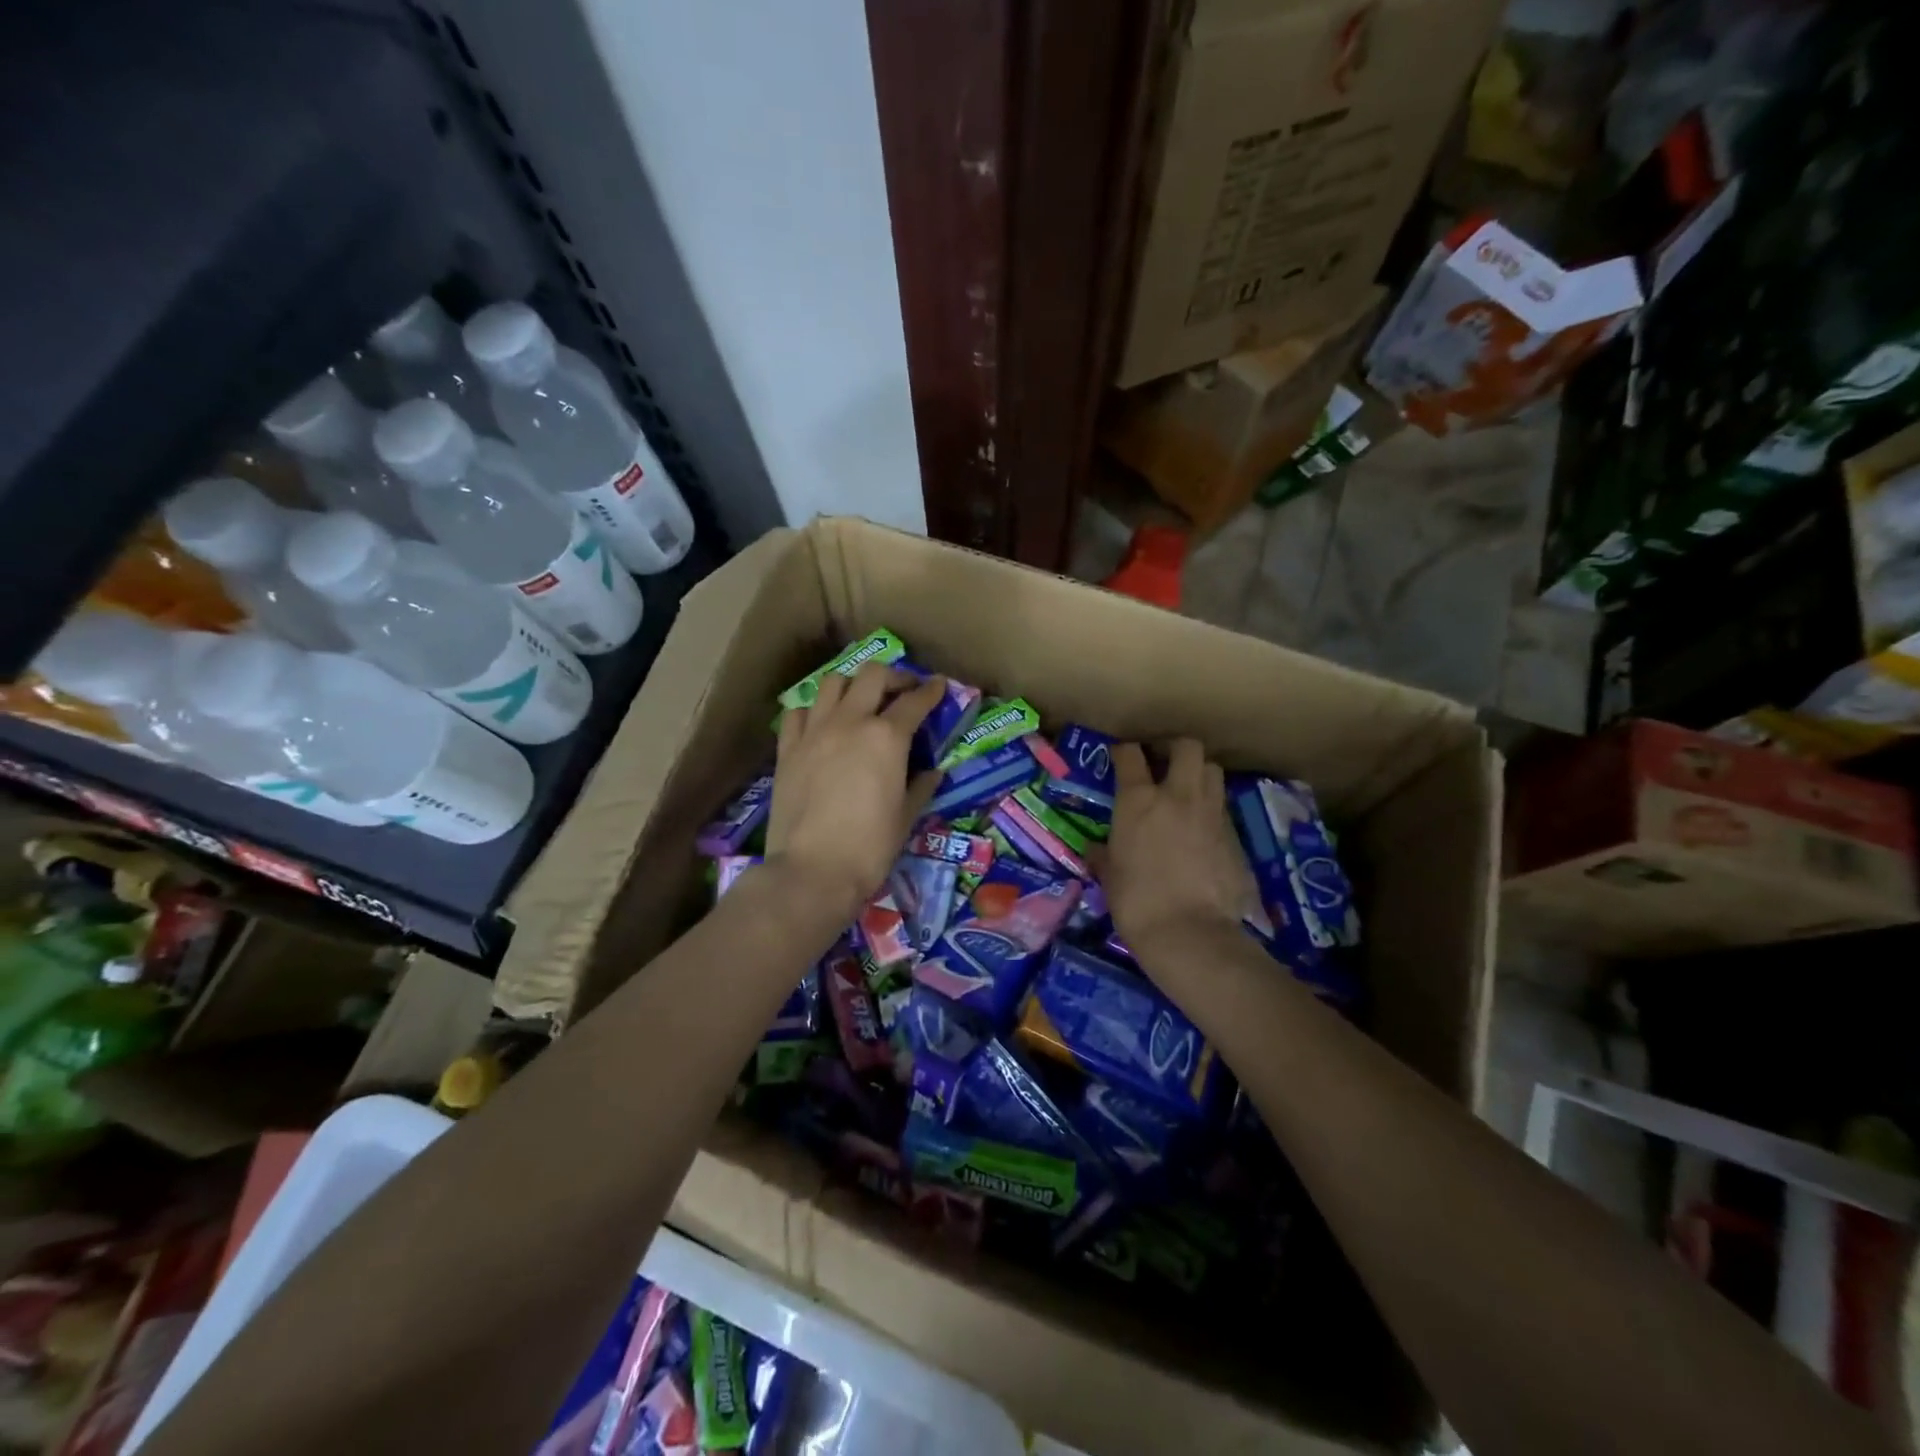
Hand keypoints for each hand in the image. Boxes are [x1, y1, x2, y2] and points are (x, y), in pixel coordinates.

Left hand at [765, 663, 942, 921]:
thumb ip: (921, 786)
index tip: (939, 686)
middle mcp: (850, 721)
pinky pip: (799, 712)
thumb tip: (932, 771)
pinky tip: (822, 725)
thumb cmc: (870, 847)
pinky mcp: (787, 749)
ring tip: (861, 701)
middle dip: (894, 676)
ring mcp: (814, 732)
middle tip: (903, 690)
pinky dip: (814, 710)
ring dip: (853, 685)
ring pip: (832, 683)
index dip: (931, 690)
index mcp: (887, 737)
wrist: (812, 871)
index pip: (915, 701)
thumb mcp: (906, 817)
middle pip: (873, 675)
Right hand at [1103, 739, 1256, 960]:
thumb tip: (1096, 849)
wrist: (1190, 933)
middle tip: (1163, 763)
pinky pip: (1223, 809)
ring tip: (1186, 791)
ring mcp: (1211, 813)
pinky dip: (1211, 811)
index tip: (1121, 756)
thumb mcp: (1110, 877)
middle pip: (1187, 747)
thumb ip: (1104, 855)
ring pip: (1213, 771)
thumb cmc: (1136, 902)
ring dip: (1199, 774)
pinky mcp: (1235, 836)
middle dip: (1175, 748)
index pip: (1130, 754)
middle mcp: (1178, 795)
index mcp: (1139, 800)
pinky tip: (1201, 831)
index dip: (1125, 751)